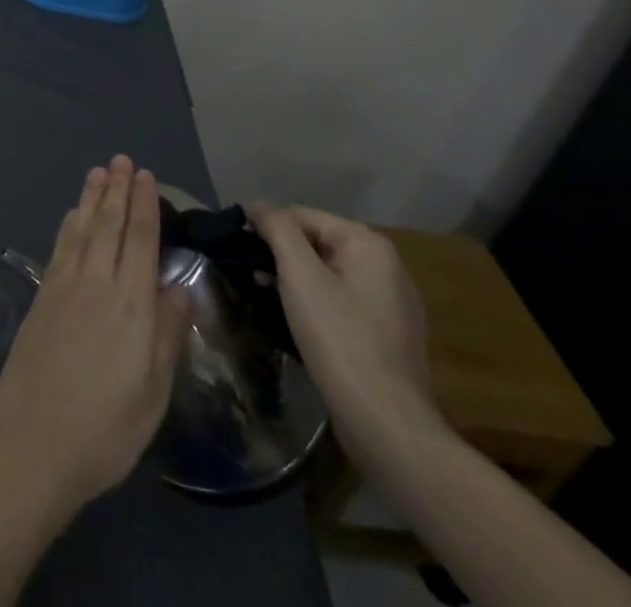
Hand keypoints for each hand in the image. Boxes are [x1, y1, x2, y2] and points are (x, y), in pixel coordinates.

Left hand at [0, 156, 188, 519]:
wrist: (33, 441)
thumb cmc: (106, 428)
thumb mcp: (153, 391)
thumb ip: (167, 333)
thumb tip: (177, 286)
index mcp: (131, 304)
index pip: (140, 239)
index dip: (144, 205)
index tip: (146, 176)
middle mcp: (97, 282)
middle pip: (109, 224)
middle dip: (118, 189)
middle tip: (122, 159)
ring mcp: (64, 285)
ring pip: (82, 228)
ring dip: (92, 198)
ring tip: (99, 172)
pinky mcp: (42, 296)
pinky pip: (60, 246)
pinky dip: (70, 224)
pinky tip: (73, 215)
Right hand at [246, 203, 441, 465]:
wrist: (387, 426)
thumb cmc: (340, 339)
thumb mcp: (300, 275)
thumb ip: (277, 229)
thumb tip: (257, 205)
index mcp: (370, 246)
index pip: (303, 215)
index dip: (267, 227)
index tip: (239, 249)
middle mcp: (387, 268)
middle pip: (317, 243)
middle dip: (281, 255)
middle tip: (250, 275)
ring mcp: (392, 305)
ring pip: (328, 274)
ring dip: (294, 280)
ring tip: (265, 297)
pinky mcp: (388, 337)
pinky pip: (342, 303)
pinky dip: (315, 304)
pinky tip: (296, 322)